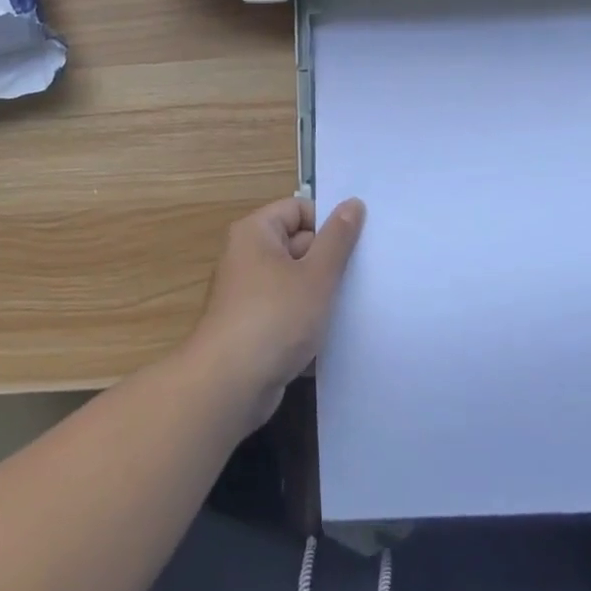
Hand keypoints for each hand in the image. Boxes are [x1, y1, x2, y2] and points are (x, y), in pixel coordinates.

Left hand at [186, 196, 364, 430]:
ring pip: (296, 282)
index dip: (328, 224)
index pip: (299, 209)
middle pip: (298, 244)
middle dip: (329, 262)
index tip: (356, 246)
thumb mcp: (316, 275)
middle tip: (363, 278)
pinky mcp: (253, 328)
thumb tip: (353, 203)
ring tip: (352, 306)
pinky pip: (287, 312)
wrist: (228, 387)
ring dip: (321, 295)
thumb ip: (338, 238)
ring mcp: (248, 294)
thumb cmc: (274, 318)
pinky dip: (306, 321)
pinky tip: (333, 336)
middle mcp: (247, 257)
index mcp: (256, 232)